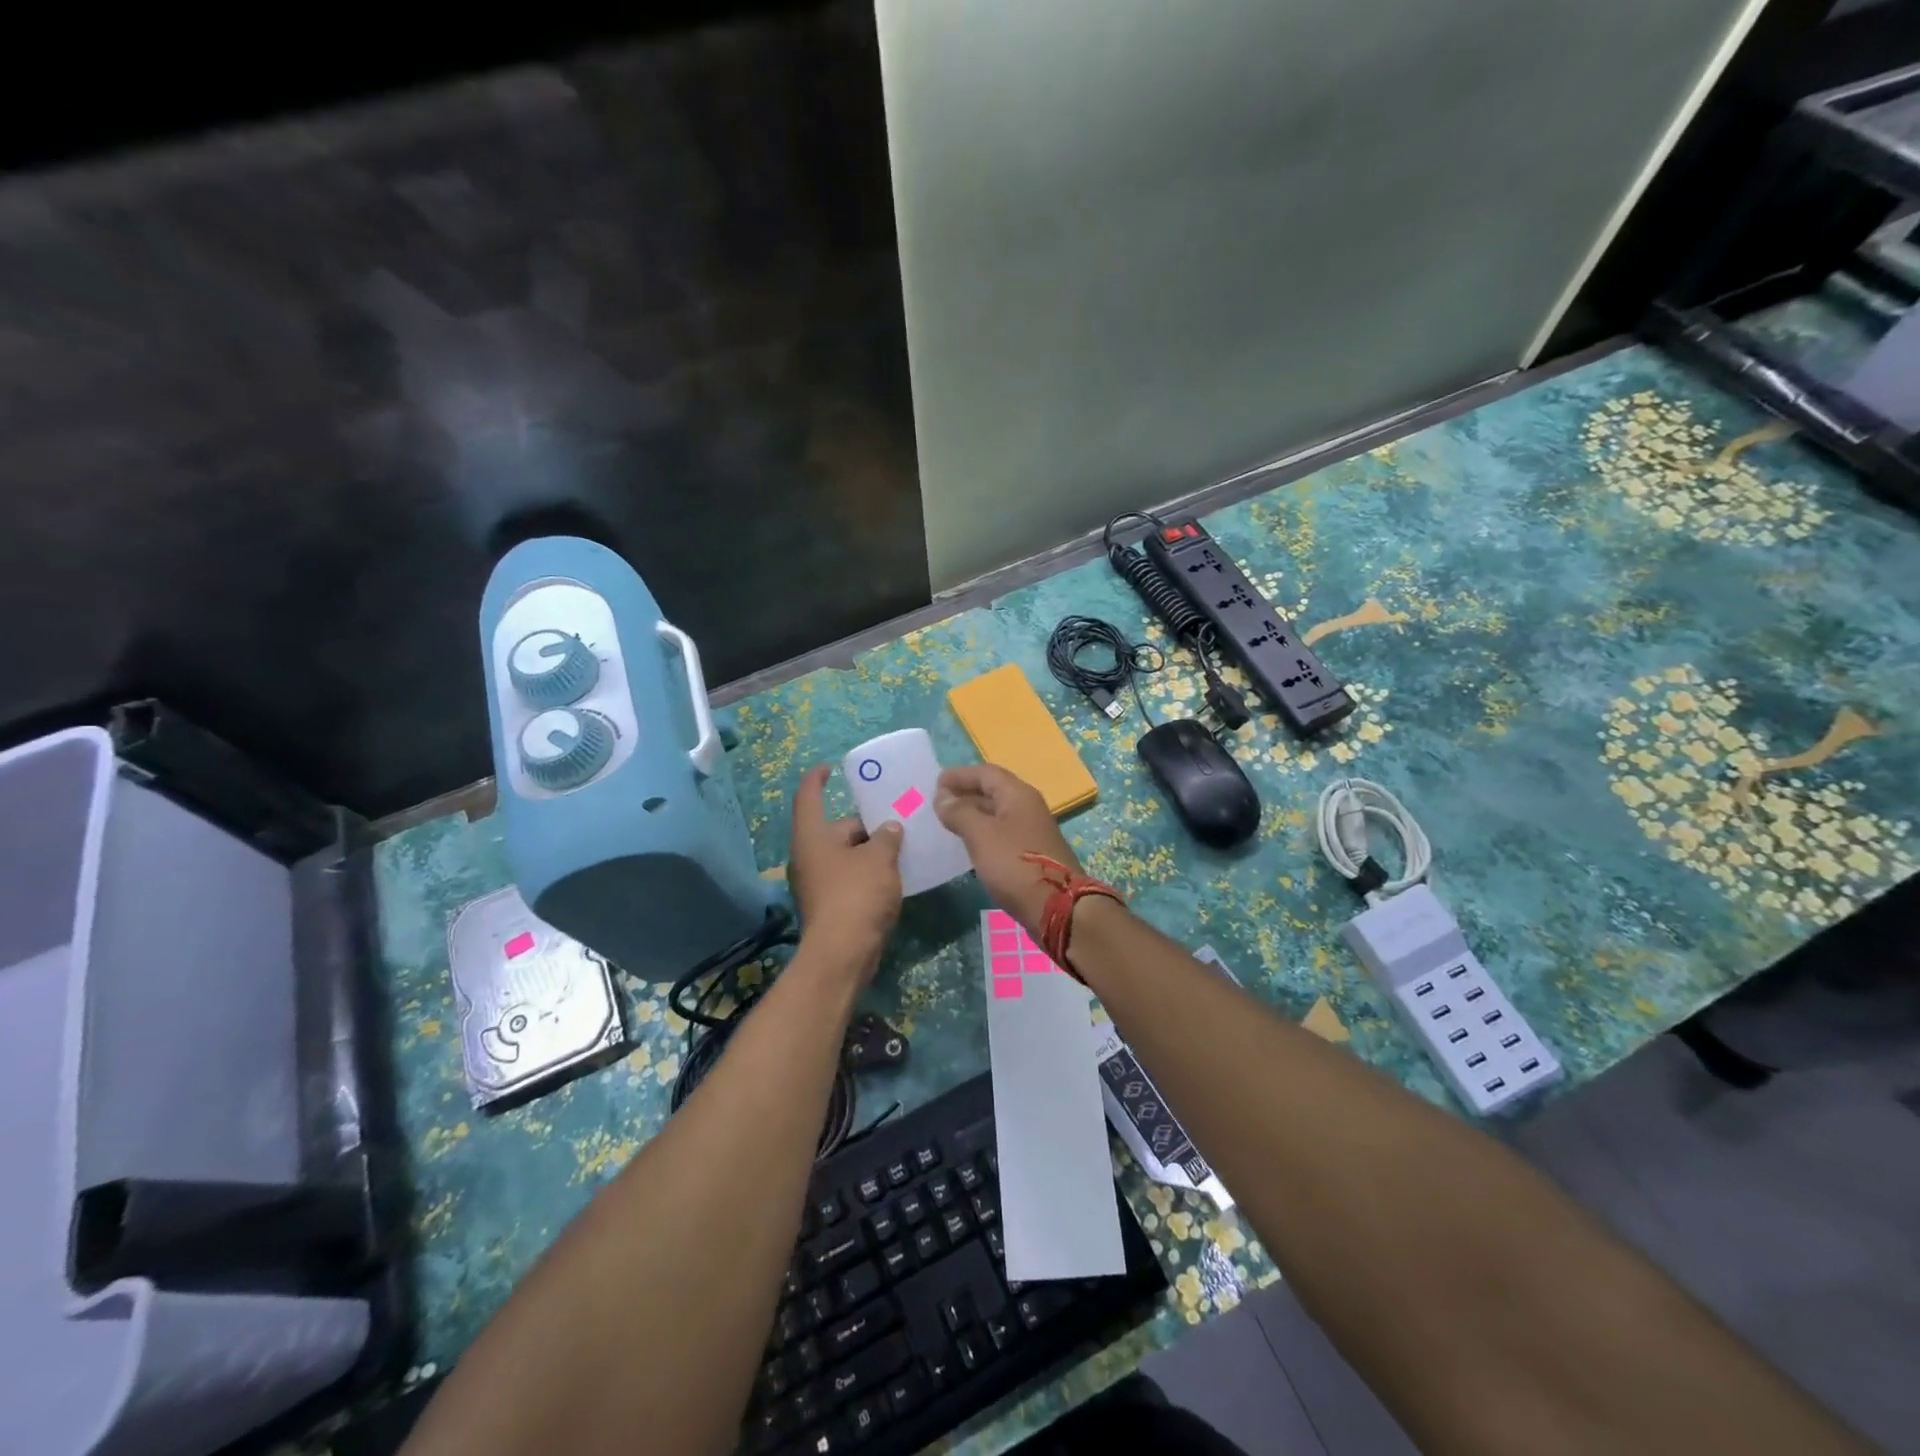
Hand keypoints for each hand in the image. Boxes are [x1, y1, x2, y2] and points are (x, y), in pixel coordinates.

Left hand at [788, 764, 903, 978]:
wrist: (843, 954)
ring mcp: (817, 883)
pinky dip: (868, 872)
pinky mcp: (829, 905)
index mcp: (812, 836)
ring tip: (901, 845)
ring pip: (846, 855)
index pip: (808, 796)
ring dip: (870, 850)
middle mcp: (808, 856)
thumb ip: (887, 836)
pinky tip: (894, 874)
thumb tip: (889, 828)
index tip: (830, 767)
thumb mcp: (879, 858)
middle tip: (897, 818)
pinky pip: (849, 877)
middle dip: (865, 824)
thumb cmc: (856, 895)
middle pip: (836, 829)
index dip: (817, 778)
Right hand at [935, 764, 1081, 935]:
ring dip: (973, 815)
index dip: (960, 775)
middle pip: (993, 791)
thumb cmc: (1015, 864)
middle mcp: (1027, 807)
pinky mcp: (1031, 854)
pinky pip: (1001, 834)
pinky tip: (968, 845)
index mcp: (1018, 795)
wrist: (1056, 906)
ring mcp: (1031, 831)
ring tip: (947, 823)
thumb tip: (942, 796)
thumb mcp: (981, 835)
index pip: (986, 773)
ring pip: (997, 814)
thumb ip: (960, 812)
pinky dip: (982, 834)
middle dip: (965, 794)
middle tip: (938, 803)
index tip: (936, 783)